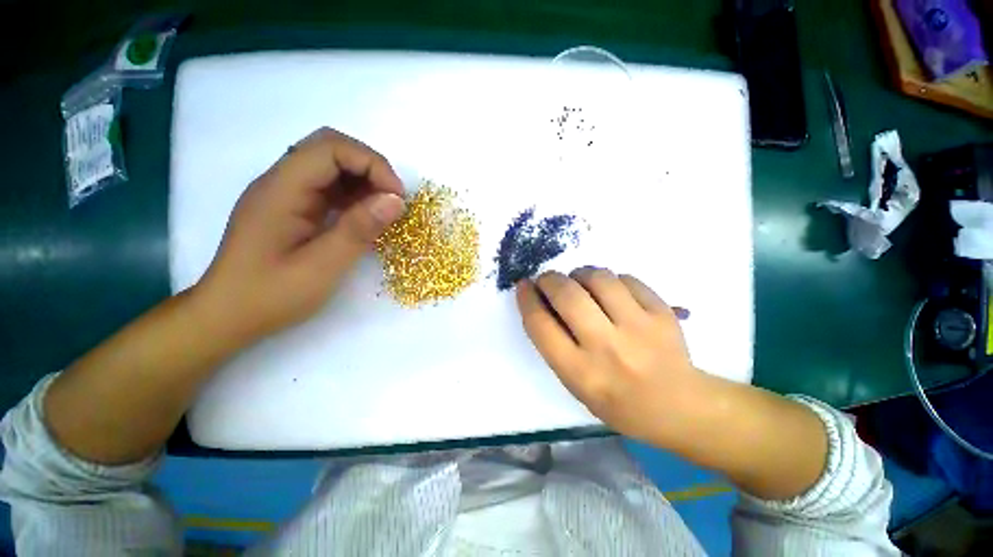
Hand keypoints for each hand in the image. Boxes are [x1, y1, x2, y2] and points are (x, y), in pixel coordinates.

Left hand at [196, 128, 405, 339]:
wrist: (228, 316)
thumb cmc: (271, 295)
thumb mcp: (322, 266)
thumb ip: (359, 229)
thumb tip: (396, 201)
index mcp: (282, 190)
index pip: (331, 148)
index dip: (372, 164)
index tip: (397, 197)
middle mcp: (281, 182)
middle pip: (330, 148)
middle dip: (370, 168)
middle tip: (393, 200)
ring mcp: (285, 194)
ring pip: (331, 166)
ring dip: (364, 181)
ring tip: (384, 210)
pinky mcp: (292, 208)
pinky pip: (328, 188)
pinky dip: (353, 196)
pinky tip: (366, 217)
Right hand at [516, 267, 705, 444]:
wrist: (678, 406)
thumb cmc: (617, 401)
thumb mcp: (576, 384)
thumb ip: (555, 345)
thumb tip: (542, 302)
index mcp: (580, 372)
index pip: (540, 325)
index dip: (527, 299)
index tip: (523, 286)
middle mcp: (607, 348)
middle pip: (567, 295)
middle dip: (550, 279)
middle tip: (548, 279)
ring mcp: (638, 328)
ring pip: (598, 279)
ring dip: (580, 273)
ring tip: (579, 281)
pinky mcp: (662, 314)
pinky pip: (626, 279)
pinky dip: (611, 279)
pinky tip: (610, 291)